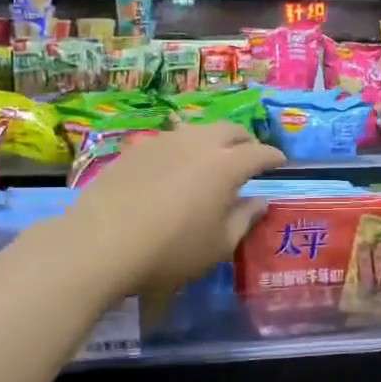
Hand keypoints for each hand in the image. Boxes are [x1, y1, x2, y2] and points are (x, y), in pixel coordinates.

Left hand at [57, 123, 285, 292]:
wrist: (100, 242)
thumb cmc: (170, 251)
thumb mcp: (218, 246)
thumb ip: (244, 219)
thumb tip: (261, 201)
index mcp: (226, 165)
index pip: (259, 152)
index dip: (273, 157)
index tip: (280, 163)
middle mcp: (197, 143)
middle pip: (229, 130)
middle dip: (245, 141)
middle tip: (248, 157)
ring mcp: (163, 141)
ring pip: (197, 130)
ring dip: (212, 141)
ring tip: (211, 159)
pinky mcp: (134, 149)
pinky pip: (168, 140)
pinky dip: (182, 149)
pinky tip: (174, 169)